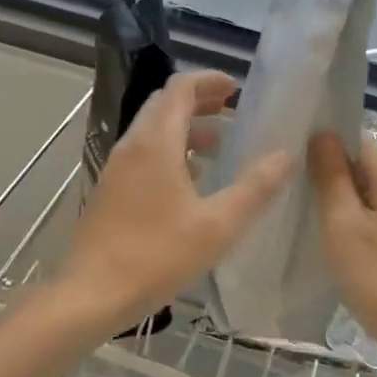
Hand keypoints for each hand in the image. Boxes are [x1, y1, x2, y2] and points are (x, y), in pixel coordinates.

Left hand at [63, 70, 293, 333]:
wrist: (90, 295)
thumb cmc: (157, 256)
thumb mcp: (218, 225)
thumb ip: (255, 188)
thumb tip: (286, 156)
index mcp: (155, 143)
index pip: (179, 88)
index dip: (208, 80)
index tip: (236, 88)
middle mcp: (132, 145)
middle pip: (164, 104)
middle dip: (197, 99)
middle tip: (229, 108)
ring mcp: (116, 167)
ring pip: (151, 129)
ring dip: (183, 126)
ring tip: (216, 142)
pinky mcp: (109, 190)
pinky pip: (142, 153)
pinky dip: (168, 149)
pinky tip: (188, 179)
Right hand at [308, 131, 376, 372]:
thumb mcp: (343, 224)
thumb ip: (331, 176)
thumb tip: (322, 134)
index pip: (357, 140)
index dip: (325, 142)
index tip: (292, 157)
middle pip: (365, 167)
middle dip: (330, 173)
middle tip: (292, 189)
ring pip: (371, 196)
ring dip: (341, 201)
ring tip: (306, 215)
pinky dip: (357, 223)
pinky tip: (335, 243)